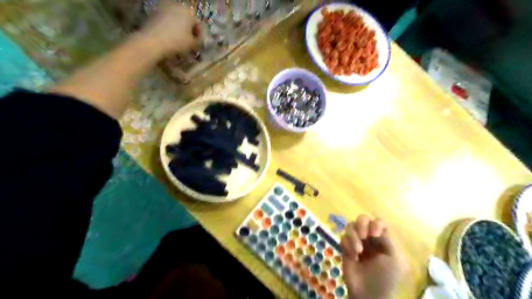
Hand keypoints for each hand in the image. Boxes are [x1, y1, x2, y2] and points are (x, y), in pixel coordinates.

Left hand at [139, 0, 200, 54]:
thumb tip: (199, 40)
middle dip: (188, 30)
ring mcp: (164, 8)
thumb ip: (199, 41)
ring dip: (179, 29)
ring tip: (179, 41)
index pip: (197, 23)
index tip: (198, 43)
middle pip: (186, 20)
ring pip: (176, 20)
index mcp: (188, 11)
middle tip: (189, 42)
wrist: (152, 41)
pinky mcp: (154, 13)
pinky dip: (169, 28)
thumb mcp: (193, 44)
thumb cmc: (177, 42)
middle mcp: (176, 6)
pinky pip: (166, 21)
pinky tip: (169, 38)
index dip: (199, 35)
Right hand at [340, 215, 407, 298]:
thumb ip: (388, 239)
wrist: (368, 293)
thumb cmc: (385, 277)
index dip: (375, 223)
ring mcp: (357, 242)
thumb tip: (374, 228)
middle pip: (363, 219)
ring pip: (351, 226)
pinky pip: (343, 238)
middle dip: (361, 225)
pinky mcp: (346, 248)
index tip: (374, 234)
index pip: (379, 221)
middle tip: (363, 236)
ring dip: (353, 236)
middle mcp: (370, 238)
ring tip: (358, 251)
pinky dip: (347, 245)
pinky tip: (353, 256)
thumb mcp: (395, 259)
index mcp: (384, 239)